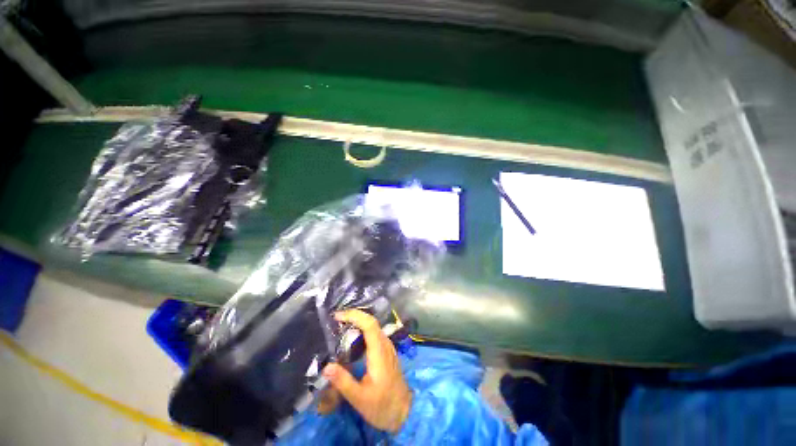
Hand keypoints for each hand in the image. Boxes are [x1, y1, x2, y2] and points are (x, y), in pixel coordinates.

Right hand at [322, 310, 412, 432]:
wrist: (403, 411)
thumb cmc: (382, 405)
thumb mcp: (359, 398)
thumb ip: (343, 382)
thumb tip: (326, 367)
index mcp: (379, 352)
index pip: (369, 324)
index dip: (355, 316)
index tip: (338, 316)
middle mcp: (385, 344)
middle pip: (371, 322)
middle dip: (354, 316)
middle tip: (336, 319)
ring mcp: (388, 347)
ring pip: (374, 326)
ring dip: (358, 321)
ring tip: (341, 325)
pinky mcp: (387, 351)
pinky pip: (375, 333)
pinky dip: (363, 329)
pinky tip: (353, 337)